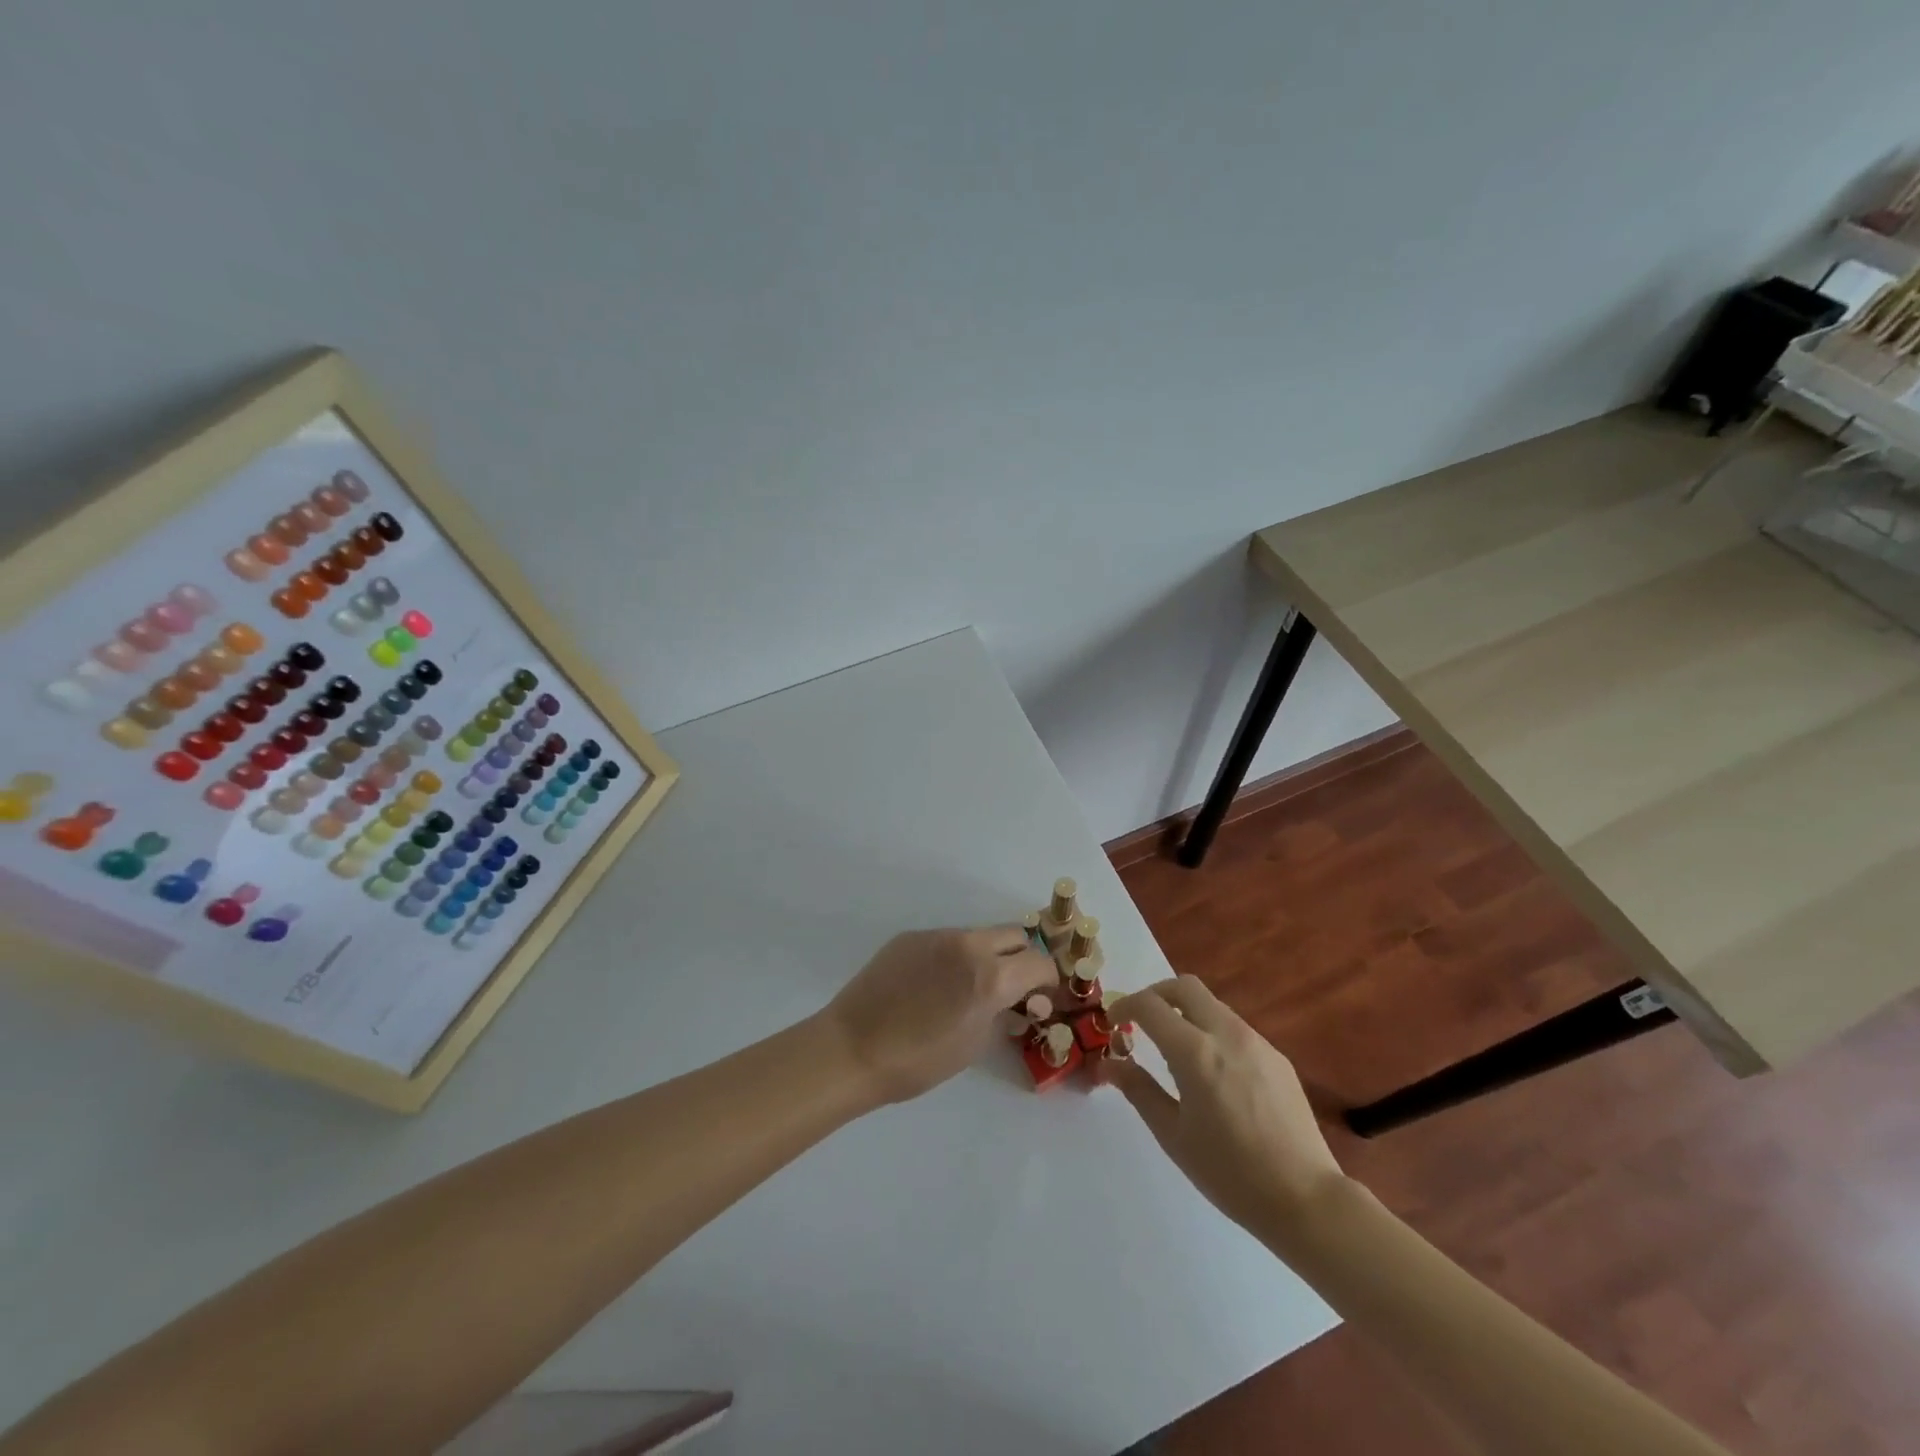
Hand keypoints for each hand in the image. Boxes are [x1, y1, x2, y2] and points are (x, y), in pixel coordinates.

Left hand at [824, 926, 1057, 1103]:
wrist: (853, 1048)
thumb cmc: (918, 1060)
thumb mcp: (974, 1045)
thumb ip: (1001, 1015)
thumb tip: (1016, 1004)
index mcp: (991, 976)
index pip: (1040, 963)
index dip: (1047, 981)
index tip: (1040, 998)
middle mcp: (968, 945)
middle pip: (1015, 935)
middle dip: (1021, 959)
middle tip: (1011, 988)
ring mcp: (937, 935)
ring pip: (978, 935)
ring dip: (986, 956)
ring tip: (966, 988)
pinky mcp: (910, 936)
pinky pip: (946, 940)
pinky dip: (953, 957)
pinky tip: (932, 985)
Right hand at [1101, 976, 1346, 1241]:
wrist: (1306, 1199)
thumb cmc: (1230, 1173)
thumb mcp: (1173, 1135)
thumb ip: (1138, 1090)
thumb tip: (1110, 1063)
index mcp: (1195, 1052)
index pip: (1150, 1005)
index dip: (1125, 1006)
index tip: (1112, 1022)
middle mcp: (1227, 1034)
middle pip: (1184, 987)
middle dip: (1156, 995)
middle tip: (1140, 1021)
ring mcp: (1256, 1042)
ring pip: (1212, 1005)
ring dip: (1185, 1012)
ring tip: (1174, 1050)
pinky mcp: (1277, 1057)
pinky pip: (1234, 1028)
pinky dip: (1211, 1032)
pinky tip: (1212, 1073)